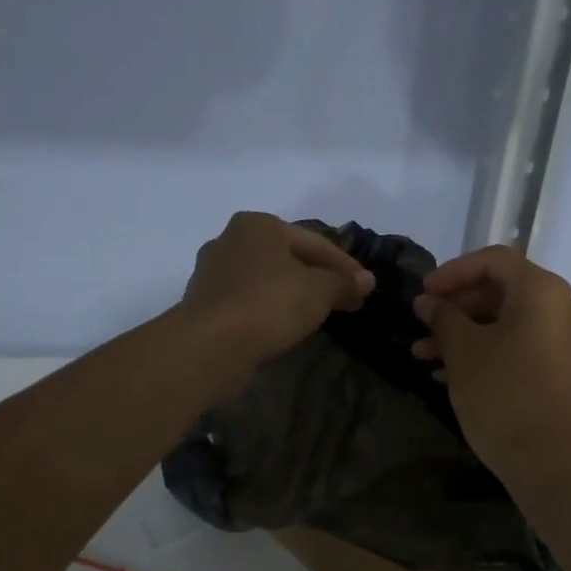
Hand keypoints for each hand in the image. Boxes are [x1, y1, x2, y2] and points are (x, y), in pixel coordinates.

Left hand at [179, 212, 373, 374]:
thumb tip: (367, 281)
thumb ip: (344, 283)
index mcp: (257, 224)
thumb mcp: (319, 291)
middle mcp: (230, 239)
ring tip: (316, 313)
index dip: (344, 265)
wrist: (210, 345)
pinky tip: (283, 325)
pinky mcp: (203, 303)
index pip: (313, 242)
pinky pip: (247, 300)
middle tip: (344, 299)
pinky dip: (268, 309)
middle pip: (287, 258)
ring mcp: (211, 272)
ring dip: (292, 293)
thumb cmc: (269, 304)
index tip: (364, 287)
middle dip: (317, 277)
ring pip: (265, 279)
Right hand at [410, 246, 570, 488]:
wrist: (549, 465)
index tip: (423, 293)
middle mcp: (567, 306)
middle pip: (504, 290)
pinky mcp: (570, 369)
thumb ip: (443, 317)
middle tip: (423, 324)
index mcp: (544, 291)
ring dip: (468, 332)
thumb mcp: (463, 352)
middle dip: (458, 307)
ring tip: (426, 355)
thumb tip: (427, 302)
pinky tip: (453, 372)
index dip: (452, 272)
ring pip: (512, 321)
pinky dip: (492, 350)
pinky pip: (526, 344)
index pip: (494, 261)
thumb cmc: (502, 396)